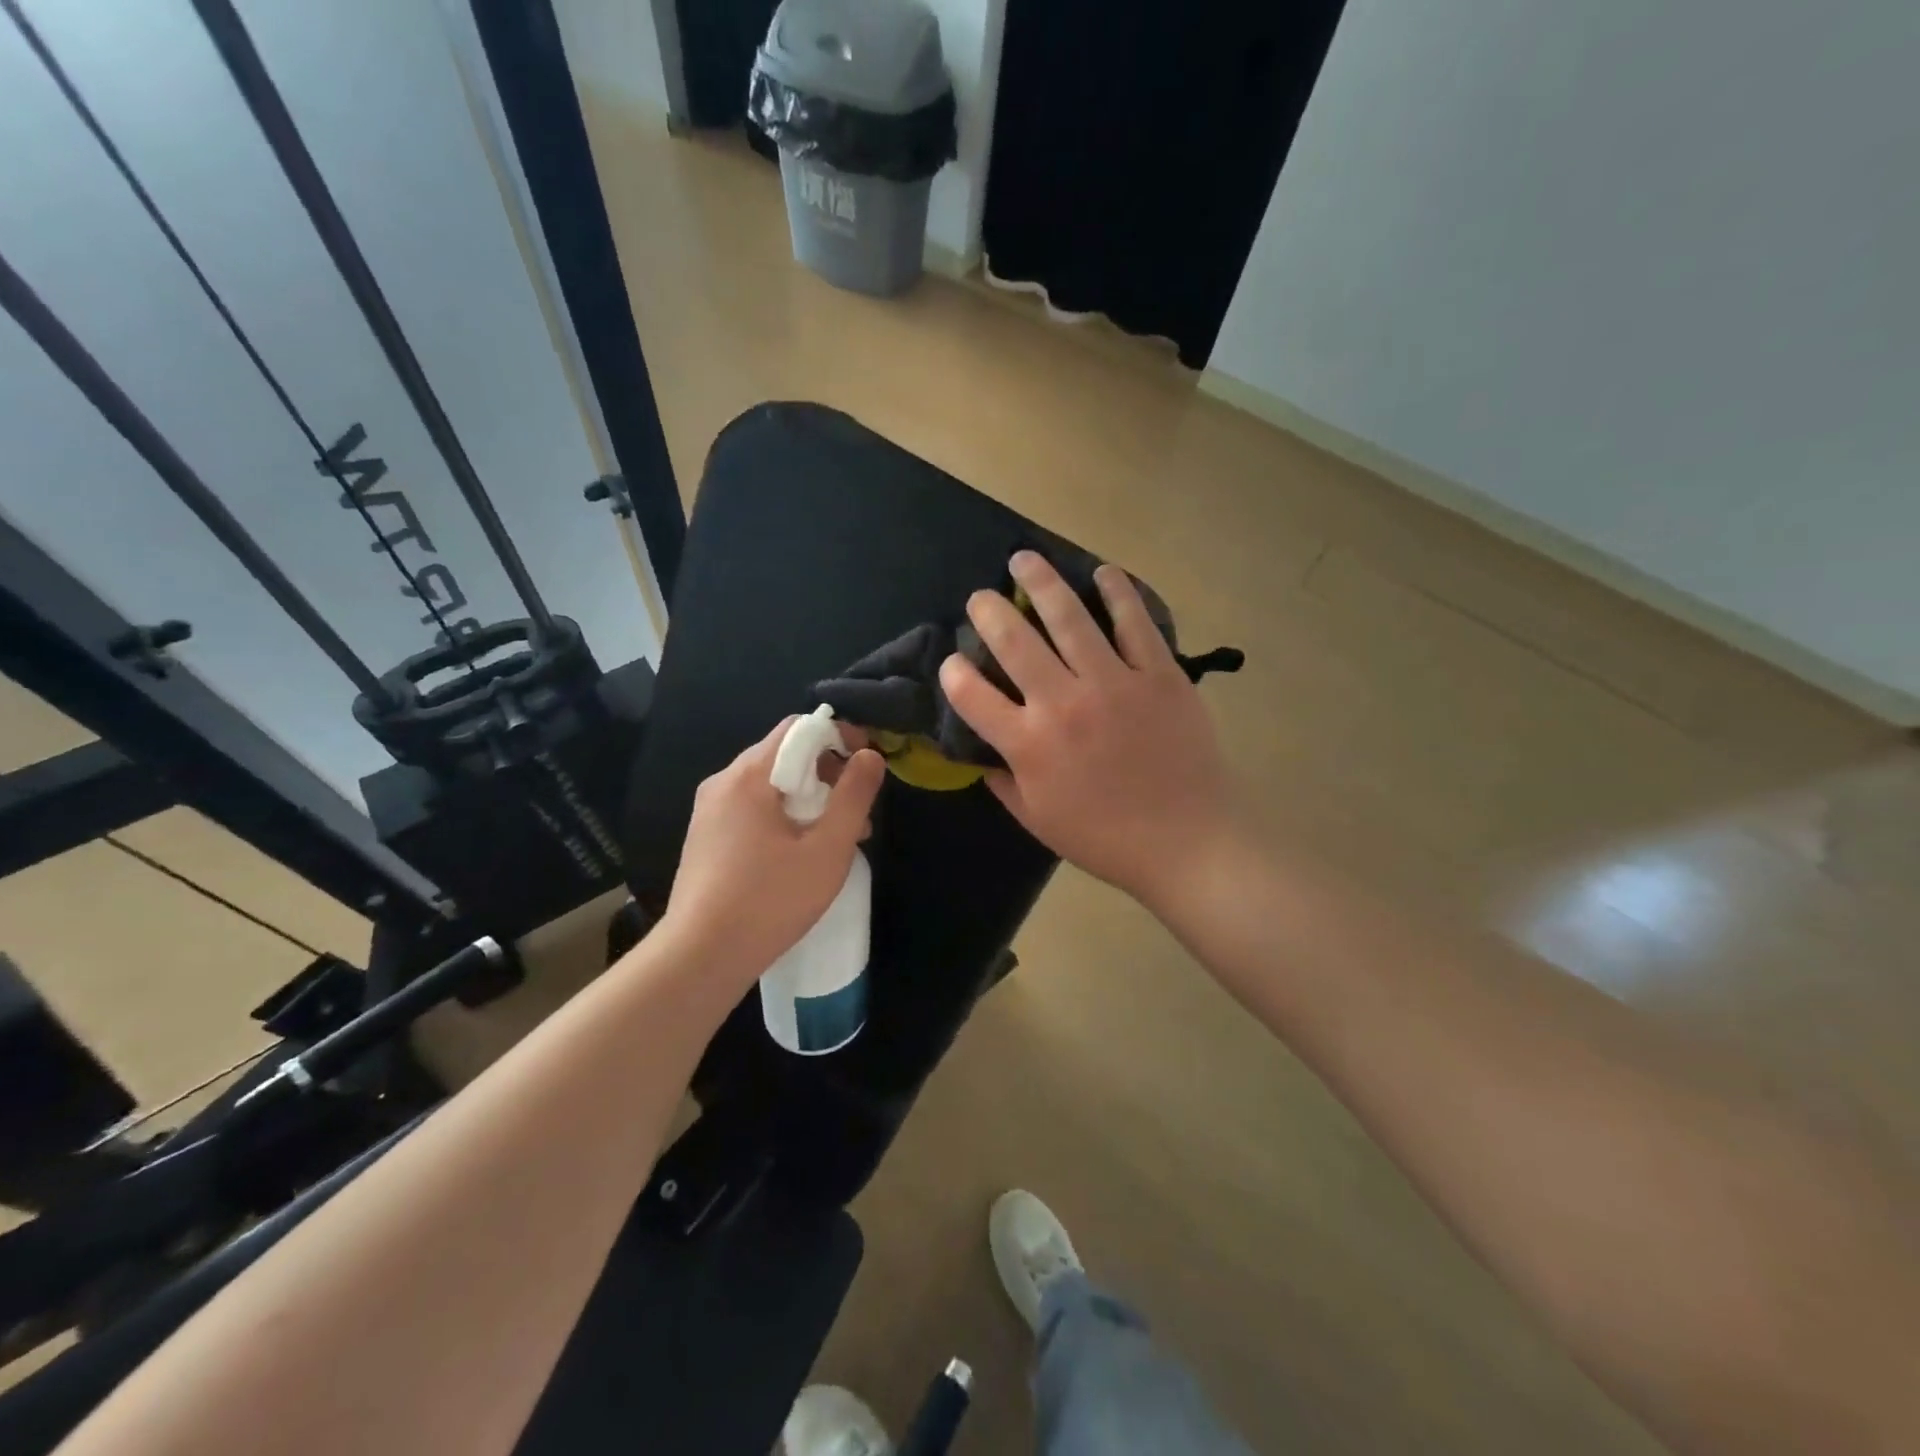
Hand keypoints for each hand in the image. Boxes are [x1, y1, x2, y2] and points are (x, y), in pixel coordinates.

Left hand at [662, 718, 885, 982]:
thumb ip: (853, 796)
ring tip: (836, 841)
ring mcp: (709, 812)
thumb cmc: (770, 900)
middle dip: (828, 776)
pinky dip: (784, 818)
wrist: (699, 958)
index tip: (867, 765)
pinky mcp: (706, 838)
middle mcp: (723, 783)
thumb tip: (870, 756)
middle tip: (857, 815)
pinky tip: (799, 856)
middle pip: (784, 756)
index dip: (840, 737)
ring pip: (770, 786)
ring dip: (809, 801)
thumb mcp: (827, 849)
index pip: (799, 728)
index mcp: (748, 775)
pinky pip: (752, 810)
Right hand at [939, 551, 1235, 911]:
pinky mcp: (1159, 674)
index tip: (952, 663)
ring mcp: (1114, 682)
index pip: (971, 694)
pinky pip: (1134, 622)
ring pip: (1068, 617)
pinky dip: (1116, 592)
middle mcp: (1063, 703)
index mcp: (1028, 745)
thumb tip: (980, 754)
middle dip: (987, 611)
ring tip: (1024, 559)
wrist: (1188, 842)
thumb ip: (1003, 782)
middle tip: (981, 597)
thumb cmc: (1106, 839)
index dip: (952, 673)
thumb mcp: (1038, 820)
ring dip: (1040, 581)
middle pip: (1013, 640)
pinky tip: (1102, 573)